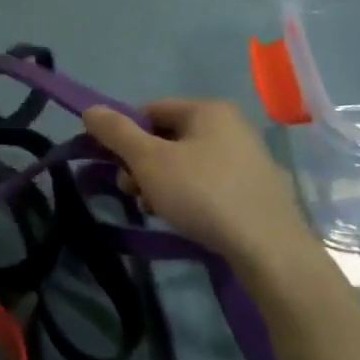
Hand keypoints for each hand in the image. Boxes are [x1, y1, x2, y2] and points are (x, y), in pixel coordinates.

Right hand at [83, 99, 322, 284]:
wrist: (270, 249)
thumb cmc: (203, 193)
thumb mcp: (149, 160)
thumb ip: (116, 132)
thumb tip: (90, 110)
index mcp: (208, 109)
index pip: (150, 110)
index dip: (126, 135)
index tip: (117, 166)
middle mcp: (231, 125)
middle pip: (167, 137)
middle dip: (142, 164)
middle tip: (132, 191)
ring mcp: (247, 158)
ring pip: (186, 162)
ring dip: (161, 182)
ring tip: (156, 209)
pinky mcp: (256, 188)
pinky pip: (208, 181)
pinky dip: (188, 194)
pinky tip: (183, 217)